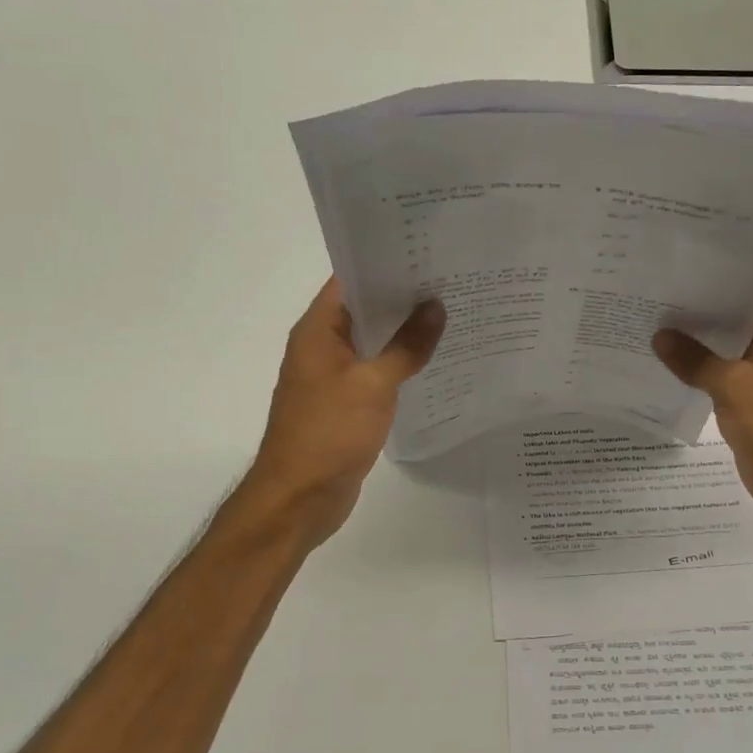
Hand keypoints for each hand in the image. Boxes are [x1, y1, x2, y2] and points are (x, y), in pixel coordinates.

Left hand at [238, 279, 445, 548]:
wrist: (300, 499)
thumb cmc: (328, 433)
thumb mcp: (373, 385)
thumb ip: (407, 346)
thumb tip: (435, 308)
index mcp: (318, 331)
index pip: (350, 281)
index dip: (385, 264)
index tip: (427, 253)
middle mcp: (322, 347)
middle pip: (365, 310)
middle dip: (404, 298)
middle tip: (452, 281)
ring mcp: (334, 377)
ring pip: (374, 343)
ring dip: (405, 332)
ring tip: (453, 314)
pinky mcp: (347, 404)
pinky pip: (377, 373)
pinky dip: (401, 364)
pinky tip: (436, 360)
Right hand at [654, 290, 752, 534]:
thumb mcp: (735, 388)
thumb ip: (694, 359)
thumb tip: (659, 336)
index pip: (750, 283)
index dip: (713, 274)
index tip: (673, 266)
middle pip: (734, 311)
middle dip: (696, 306)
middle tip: (650, 291)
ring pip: (725, 342)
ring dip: (694, 338)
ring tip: (648, 319)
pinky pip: (722, 369)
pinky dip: (698, 365)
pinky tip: (663, 359)